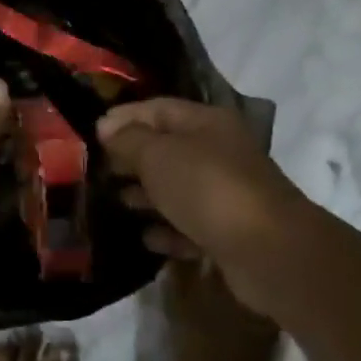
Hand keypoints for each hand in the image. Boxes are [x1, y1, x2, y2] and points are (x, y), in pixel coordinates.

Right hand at [97, 98, 310, 299]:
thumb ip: (128, 139)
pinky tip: (147, 237)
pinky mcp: (229, 233)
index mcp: (207, 123)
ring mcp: (227, 194)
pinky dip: (168, 230)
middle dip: (132, 158)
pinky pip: (190, 226)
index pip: (159, 109)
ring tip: (117, 202)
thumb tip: (107, 128)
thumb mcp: (158, 155)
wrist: (268, 251)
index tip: (92, 133)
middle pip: (168, 149)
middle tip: (98, 170)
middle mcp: (220, 153)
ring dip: (147, 195)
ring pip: (178, 188)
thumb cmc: (207, 188)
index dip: (125, 117)